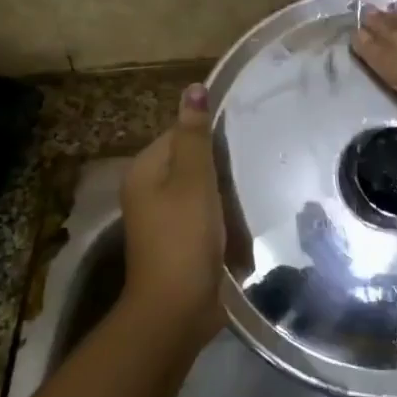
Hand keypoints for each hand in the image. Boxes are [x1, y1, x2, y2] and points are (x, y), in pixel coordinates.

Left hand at [120, 84, 225, 345]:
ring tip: (251, 194)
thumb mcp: (194, 180)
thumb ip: (195, 135)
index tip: (241, 142)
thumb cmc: (184, 237)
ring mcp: (161, 221)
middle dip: (219, 168)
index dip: (209, 136)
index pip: (179, 134)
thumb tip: (194, 87)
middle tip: (252, 168)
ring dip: (223, 195)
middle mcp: (147, 192)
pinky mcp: (178, 244)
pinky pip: (203, 219)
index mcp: (144, 171)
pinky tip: (242, 223)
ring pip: (200, 192)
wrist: (177, 309)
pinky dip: (221, 219)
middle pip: (190, 163)